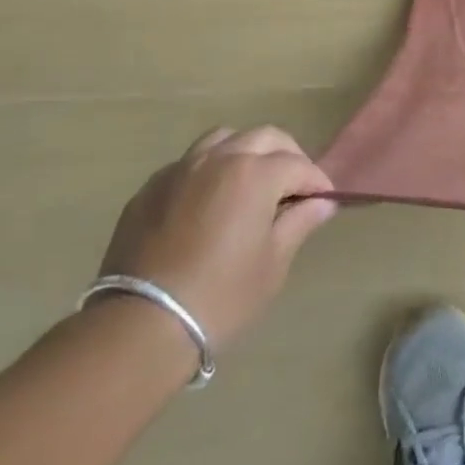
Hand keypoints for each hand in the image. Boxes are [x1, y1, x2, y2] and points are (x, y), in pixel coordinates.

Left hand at [98, 125, 336, 349]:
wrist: (141, 327)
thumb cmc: (221, 296)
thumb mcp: (272, 263)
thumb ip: (299, 222)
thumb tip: (321, 203)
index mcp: (255, 173)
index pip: (298, 165)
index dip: (316, 181)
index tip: (324, 200)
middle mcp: (219, 158)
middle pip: (265, 137)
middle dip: (287, 156)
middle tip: (294, 186)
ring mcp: (180, 169)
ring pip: (223, 139)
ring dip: (246, 152)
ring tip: (251, 182)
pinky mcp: (150, 189)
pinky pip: (189, 163)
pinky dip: (209, 171)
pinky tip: (209, 202)